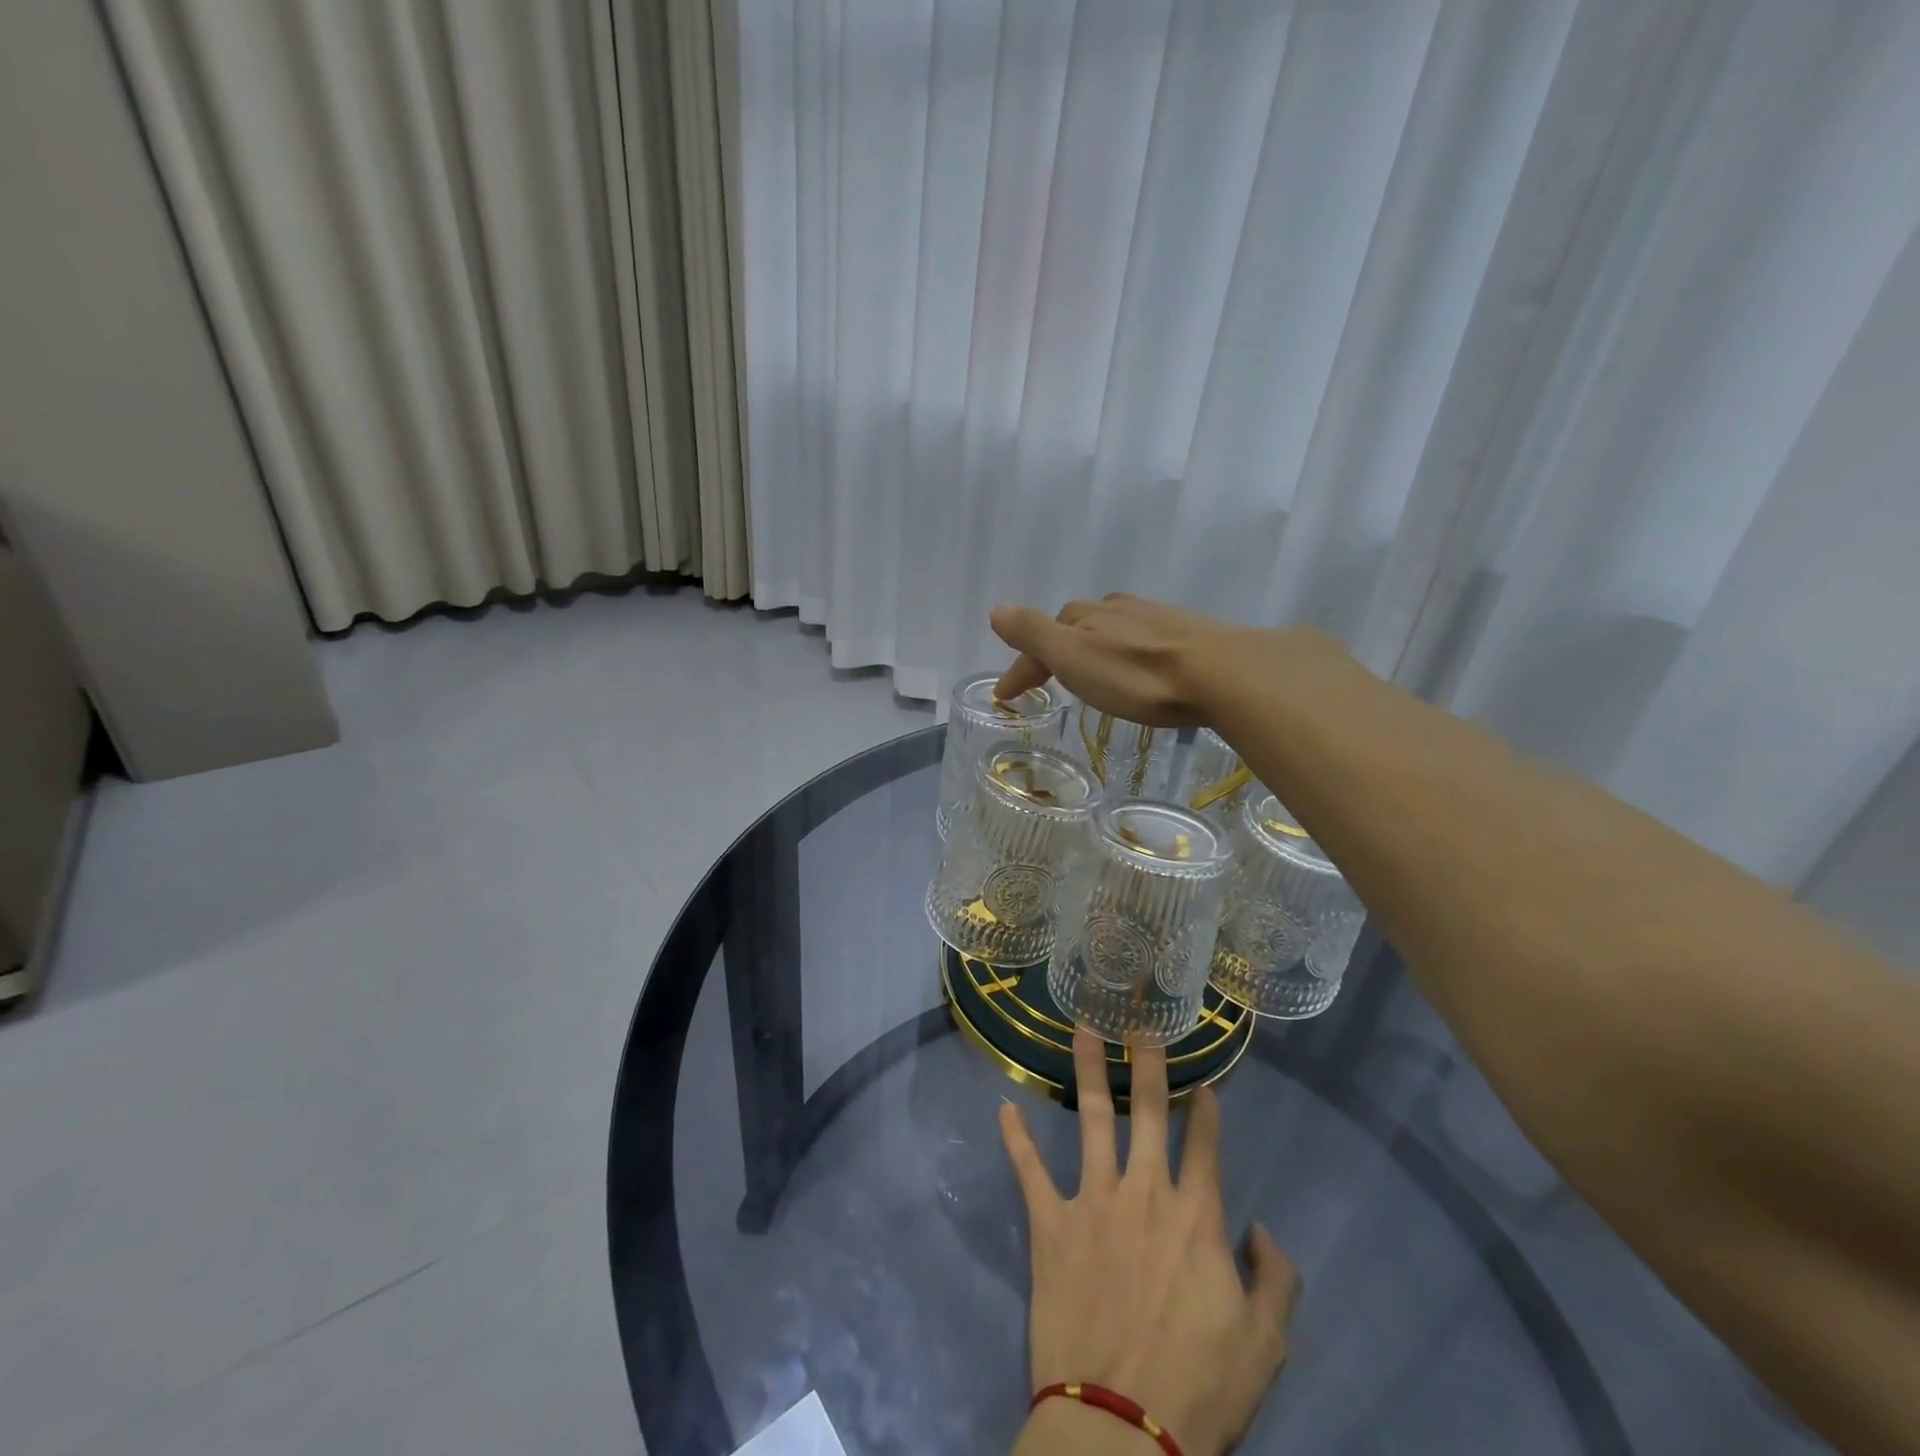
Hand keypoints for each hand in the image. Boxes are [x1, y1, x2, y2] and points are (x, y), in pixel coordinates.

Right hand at [991, 594, 1331, 728]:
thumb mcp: (1073, 656)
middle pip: (1075, 627)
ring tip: (1091, 677)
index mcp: (1084, 617)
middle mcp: (1116, 610)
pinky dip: (1127, 655)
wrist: (1222, 674)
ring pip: (1111, 631)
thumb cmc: (1137, 674)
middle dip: (1057, 651)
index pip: (1040, 638)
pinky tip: (1140, 671)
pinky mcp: (1187, 635)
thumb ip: (1033, 633)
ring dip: (1093, 651)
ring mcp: (1154, 619)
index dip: (1021, 668)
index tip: (1007, 698)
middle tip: (1048, 681)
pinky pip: (1142, 641)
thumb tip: (996, 610)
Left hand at [1001, 1030, 1299, 1455]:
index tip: (1203, 1080)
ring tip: (1081, 1028)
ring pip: (1089, 1119)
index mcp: (1196, 1216)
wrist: (1122, 1427)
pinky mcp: (1051, 1223)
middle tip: (1141, 1021)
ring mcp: (1093, 1201)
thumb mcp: (1266, 1344)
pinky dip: (1016, 1140)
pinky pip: (1030, 1171)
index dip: (1206, 1108)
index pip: (1205, 1143)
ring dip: (1085, 1071)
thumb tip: (1258, 1227)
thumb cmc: (1199, 1386)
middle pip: (1146, 1110)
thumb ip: (1275, 1277)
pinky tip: (1003, 1108)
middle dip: (1146, 1062)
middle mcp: (1144, 1191)